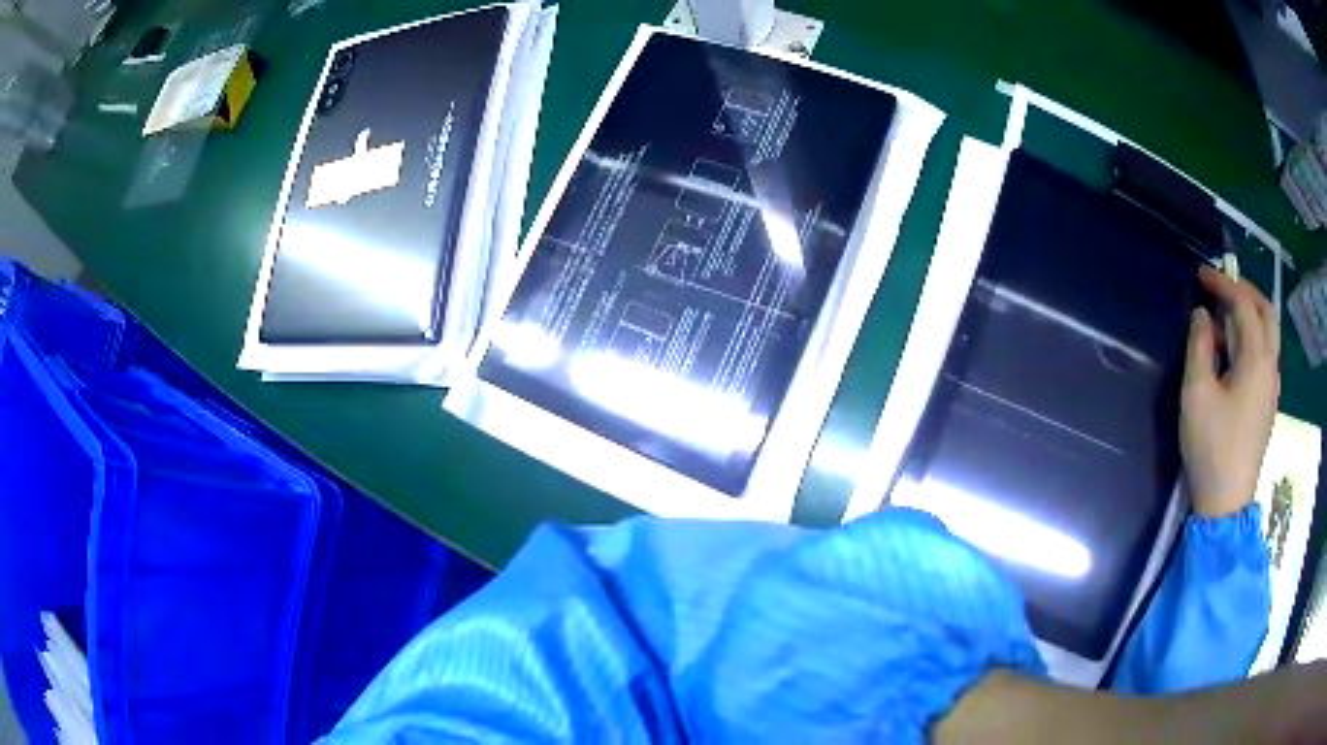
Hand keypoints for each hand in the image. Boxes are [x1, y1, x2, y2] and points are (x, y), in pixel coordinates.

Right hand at [1179, 265, 1279, 517]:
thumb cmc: (1211, 447)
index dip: (1223, 284)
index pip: (1244, 306)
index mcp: (1256, 360)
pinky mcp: (1267, 404)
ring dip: (1251, 312)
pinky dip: (1254, 335)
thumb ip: (1199, 347)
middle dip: (1245, 290)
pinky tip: (1237, 348)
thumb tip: (1202, 316)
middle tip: (1222, 285)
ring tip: (1228, 312)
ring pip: (1270, 333)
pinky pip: (1266, 354)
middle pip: (1266, 312)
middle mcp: (1270, 367)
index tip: (1201, 274)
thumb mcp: (1196, 394)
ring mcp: (1272, 387)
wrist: (1226, 504)